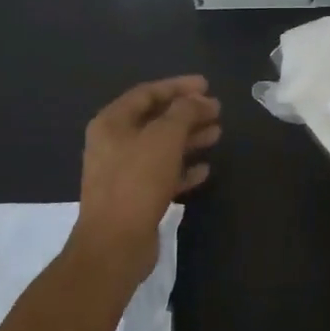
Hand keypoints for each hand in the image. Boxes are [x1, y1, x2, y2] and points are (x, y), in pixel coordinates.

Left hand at [73, 75, 220, 283]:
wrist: (115, 245)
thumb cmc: (137, 181)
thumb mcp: (164, 138)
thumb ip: (184, 112)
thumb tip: (199, 100)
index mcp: (112, 123)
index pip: (148, 93)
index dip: (178, 86)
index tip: (207, 85)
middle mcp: (113, 143)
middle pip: (155, 120)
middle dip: (187, 113)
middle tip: (217, 111)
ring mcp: (123, 172)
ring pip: (161, 147)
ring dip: (189, 139)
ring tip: (217, 135)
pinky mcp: (134, 197)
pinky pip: (162, 174)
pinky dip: (183, 169)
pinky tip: (204, 170)